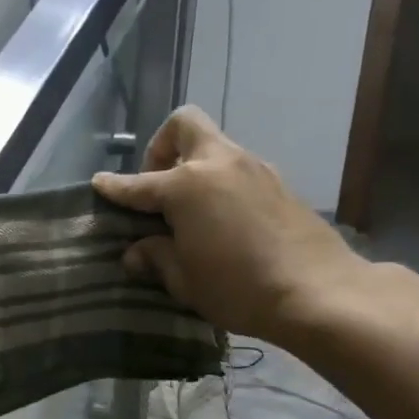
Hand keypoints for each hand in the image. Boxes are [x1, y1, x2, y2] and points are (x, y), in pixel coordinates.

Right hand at [92, 106, 364, 340]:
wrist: (319, 292)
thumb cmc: (238, 287)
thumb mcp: (184, 280)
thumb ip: (156, 257)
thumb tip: (138, 252)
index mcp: (187, 185)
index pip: (138, 183)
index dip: (114, 186)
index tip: (99, 184)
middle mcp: (219, 164)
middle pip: (184, 125)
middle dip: (162, 147)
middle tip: (157, 185)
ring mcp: (254, 169)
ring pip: (215, 147)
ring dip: (194, 167)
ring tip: (187, 211)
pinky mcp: (279, 184)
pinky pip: (237, 170)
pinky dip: (219, 184)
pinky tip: (220, 220)